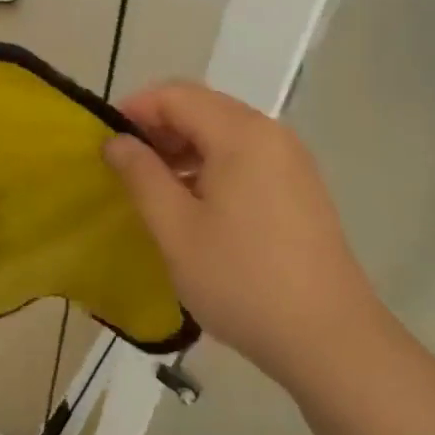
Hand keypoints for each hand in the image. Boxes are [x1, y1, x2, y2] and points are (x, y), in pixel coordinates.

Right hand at [104, 82, 385, 397]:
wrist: (329, 339)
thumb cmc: (242, 280)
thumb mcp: (176, 230)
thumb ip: (141, 176)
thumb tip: (117, 141)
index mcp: (241, 134)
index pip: (176, 95)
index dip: (135, 109)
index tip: (105, 140)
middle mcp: (270, 133)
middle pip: (203, 107)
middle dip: (159, 127)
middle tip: (125, 165)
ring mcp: (291, 159)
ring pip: (225, 132)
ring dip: (184, 147)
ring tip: (154, 186)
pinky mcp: (300, 186)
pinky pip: (246, 155)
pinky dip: (212, 164)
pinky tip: (195, 203)